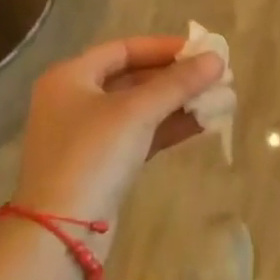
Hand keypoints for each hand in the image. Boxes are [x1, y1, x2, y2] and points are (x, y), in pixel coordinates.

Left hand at [14, 36, 224, 235]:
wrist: (60, 232)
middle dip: (175, 77)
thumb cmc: (92, 155)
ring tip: (218, 98)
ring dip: (177, 103)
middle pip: (132, 78)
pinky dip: (168, 128)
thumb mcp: (137, 112)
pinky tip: (202, 124)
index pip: (123, 49)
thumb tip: (217, 58)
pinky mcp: (101, 165)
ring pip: (139, 109)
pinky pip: (139, 135)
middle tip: (215, 76)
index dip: (163, 47)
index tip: (200, 50)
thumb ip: (178, 83)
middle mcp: (74, 100)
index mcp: (70, 77)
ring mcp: (86, 135)